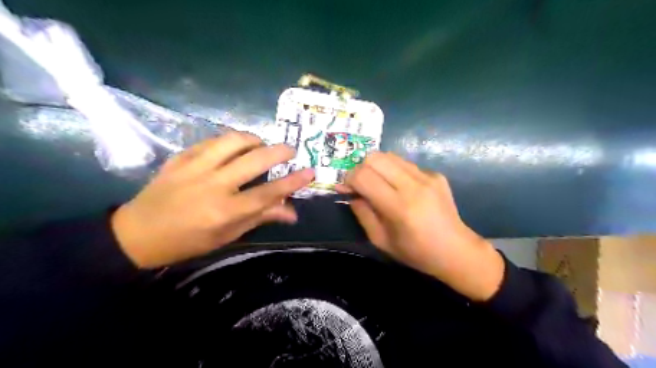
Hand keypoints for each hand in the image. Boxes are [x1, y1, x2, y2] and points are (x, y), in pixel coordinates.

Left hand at [111, 132, 314, 266]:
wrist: (137, 233)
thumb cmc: (188, 241)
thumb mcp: (227, 236)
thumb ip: (260, 218)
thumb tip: (291, 212)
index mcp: (225, 211)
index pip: (268, 193)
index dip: (292, 181)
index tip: (310, 171)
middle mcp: (213, 185)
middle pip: (254, 160)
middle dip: (279, 151)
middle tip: (290, 151)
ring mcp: (194, 167)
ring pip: (232, 141)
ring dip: (254, 139)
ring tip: (261, 146)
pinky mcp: (181, 157)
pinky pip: (212, 141)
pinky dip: (230, 141)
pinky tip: (234, 147)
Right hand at [339, 152, 503, 301]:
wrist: (456, 250)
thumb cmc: (416, 252)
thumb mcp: (381, 240)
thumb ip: (362, 213)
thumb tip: (350, 193)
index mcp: (399, 206)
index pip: (363, 176)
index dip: (348, 179)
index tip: (346, 189)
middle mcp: (414, 185)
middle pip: (375, 157)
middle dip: (360, 168)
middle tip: (360, 184)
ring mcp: (427, 176)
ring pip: (389, 155)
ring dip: (376, 167)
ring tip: (378, 184)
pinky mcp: (436, 174)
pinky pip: (405, 163)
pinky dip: (394, 171)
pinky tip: (400, 187)